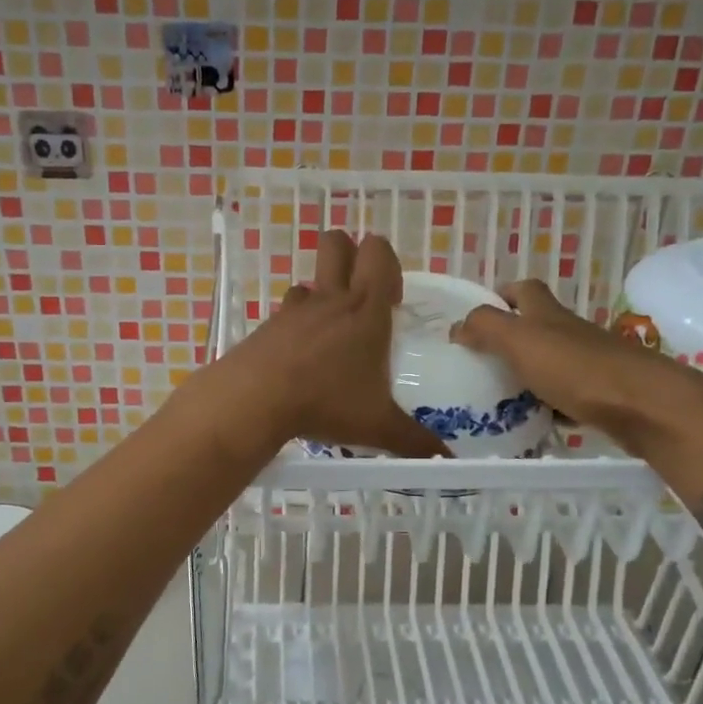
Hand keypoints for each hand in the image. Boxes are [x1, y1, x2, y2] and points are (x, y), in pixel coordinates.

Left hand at [198, 231, 446, 458]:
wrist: (256, 399)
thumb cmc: (326, 402)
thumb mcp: (377, 426)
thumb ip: (415, 441)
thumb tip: (447, 460)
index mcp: (365, 310)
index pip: (379, 254)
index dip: (389, 266)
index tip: (392, 302)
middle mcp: (331, 299)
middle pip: (338, 243)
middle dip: (351, 255)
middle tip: (361, 298)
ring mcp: (295, 309)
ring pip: (311, 279)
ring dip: (322, 294)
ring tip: (331, 334)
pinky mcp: (269, 325)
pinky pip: (288, 309)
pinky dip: (297, 323)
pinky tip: (301, 356)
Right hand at [450, 279, 702, 457]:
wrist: (643, 406)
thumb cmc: (576, 368)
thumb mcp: (520, 341)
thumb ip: (486, 328)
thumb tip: (458, 326)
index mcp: (547, 314)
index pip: (523, 289)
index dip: (502, 295)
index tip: (478, 316)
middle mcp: (569, 332)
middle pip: (536, 327)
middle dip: (509, 340)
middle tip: (480, 362)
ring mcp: (589, 363)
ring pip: (550, 363)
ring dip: (526, 375)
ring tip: (497, 398)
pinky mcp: (602, 394)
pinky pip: (566, 396)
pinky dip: (549, 406)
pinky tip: (534, 423)